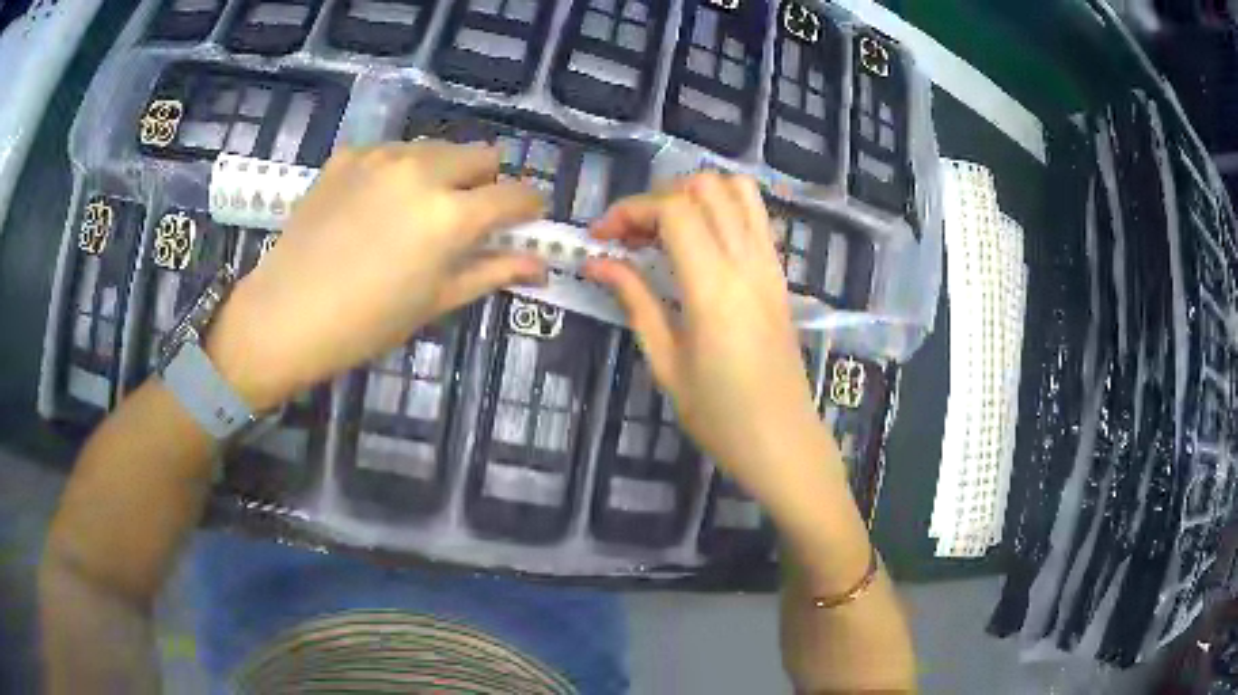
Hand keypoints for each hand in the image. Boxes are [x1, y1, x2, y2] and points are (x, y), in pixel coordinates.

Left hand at [207, 141, 546, 410]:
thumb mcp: (436, 302)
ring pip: (437, 148)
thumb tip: (540, 266)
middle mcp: (423, 171)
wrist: (285, 314)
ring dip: (443, 173)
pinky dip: (399, 172)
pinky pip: (393, 151)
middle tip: (466, 217)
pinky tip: (375, 205)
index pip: (515, 195)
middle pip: (482, 154)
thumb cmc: (366, 323)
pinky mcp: (349, 155)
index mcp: (451, 215)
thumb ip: (493, 273)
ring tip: (415, 211)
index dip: (530, 207)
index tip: (526, 220)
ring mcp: (382, 156)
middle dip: (486, 182)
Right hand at [586, 172, 836, 505]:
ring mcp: (770, 265)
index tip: (602, 238)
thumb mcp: (666, 363)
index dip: (630, 210)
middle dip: (658, 197)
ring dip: (695, 195)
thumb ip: (635, 301)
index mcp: (714, 288)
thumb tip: (597, 263)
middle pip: (705, 187)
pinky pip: (755, 216)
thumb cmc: (720, 417)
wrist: (783, 443)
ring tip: (665, 230)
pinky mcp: (780, 275)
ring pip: (738, 190)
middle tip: (631, 236)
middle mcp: (747, 263)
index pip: (673, 209)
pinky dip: (722, 209)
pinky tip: (699, 244)